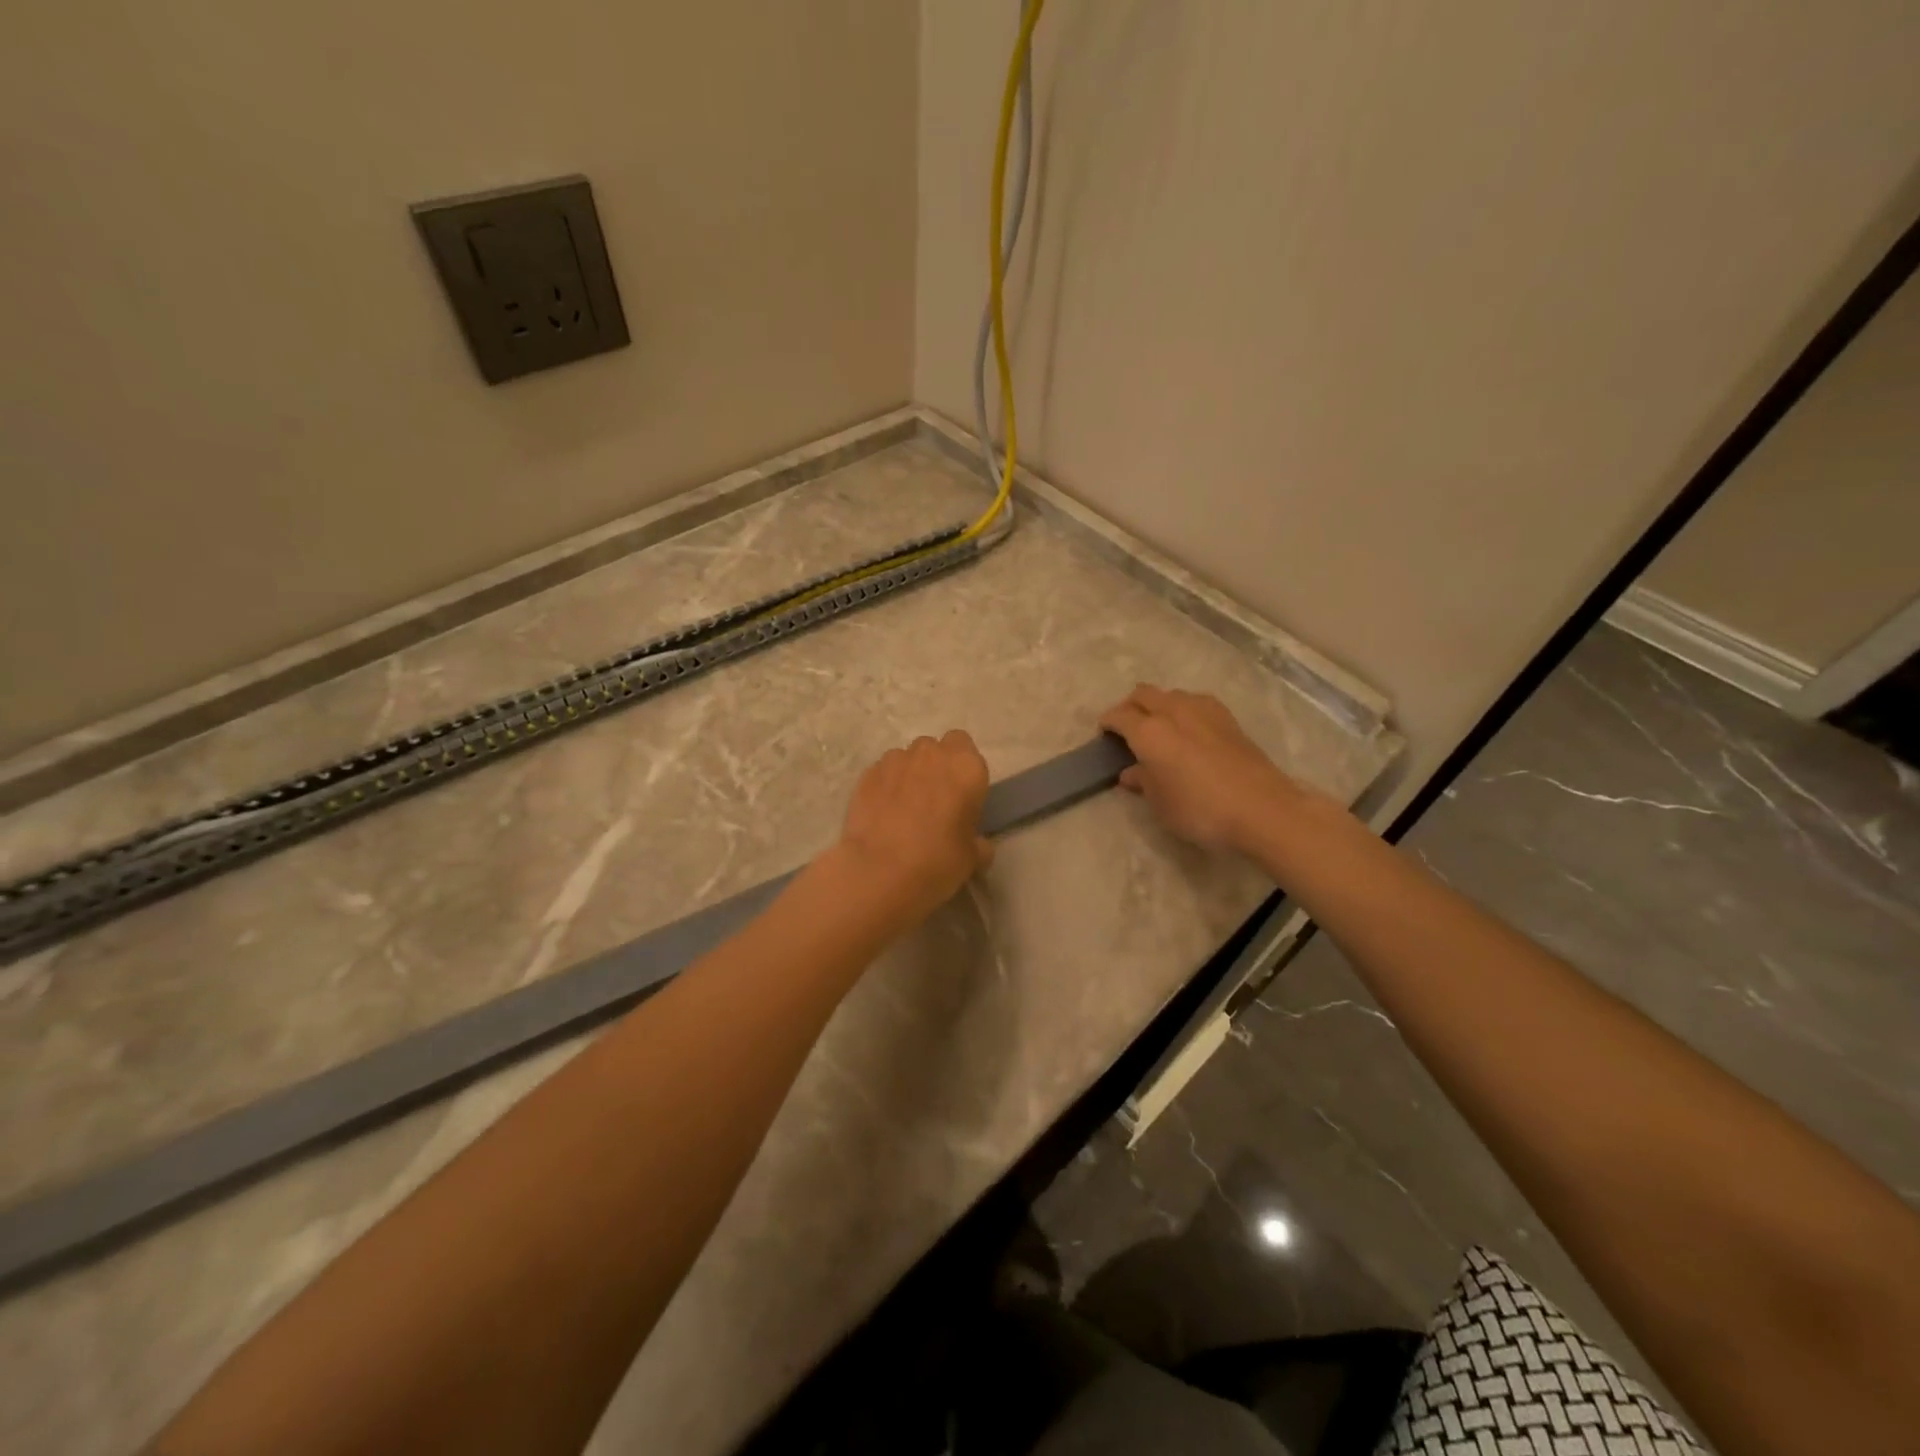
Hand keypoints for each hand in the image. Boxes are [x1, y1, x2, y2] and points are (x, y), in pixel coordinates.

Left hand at [834, 731, 993, 922]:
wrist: (880, 871)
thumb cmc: (937, 861)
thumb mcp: (972, 858)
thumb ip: (977, 842)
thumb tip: (976, 844)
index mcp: (965, 768)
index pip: (965, 746)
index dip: (961, 767)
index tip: (960, 793)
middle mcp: (931, 755)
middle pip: (935, 748)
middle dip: (935, 766)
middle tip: (934, 800)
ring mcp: (895, 761)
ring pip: (906, 758)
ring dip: (909, 774)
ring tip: (904, 808)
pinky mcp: (867, 774)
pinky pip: (883, 772)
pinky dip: (885, 786)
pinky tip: (882, 813)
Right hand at [1099, 685, 1305, 854]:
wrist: (1263, 809)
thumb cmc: (1201, 811)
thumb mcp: (1161, 804)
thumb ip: (1143, 782)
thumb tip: (1132, 772)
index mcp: (1149, 731)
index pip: (1119, 716)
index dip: (1108, 723)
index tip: (1104, 735)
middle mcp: (1174, 711)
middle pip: (1144, 694)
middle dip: (1130, 707)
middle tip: (1127, 729)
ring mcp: (1204, 711)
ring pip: (1171, 695)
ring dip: (1159, 705)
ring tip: (1159, 728)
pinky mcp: (1228, 718)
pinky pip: (1195, 703)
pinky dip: (1183, 710)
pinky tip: (1189, 731)